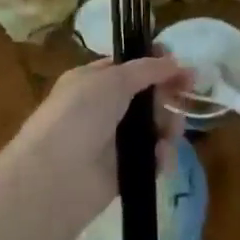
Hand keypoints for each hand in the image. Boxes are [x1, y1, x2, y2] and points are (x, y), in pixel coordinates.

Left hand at [5, 55, 192, 224]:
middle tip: (184, 95)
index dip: (157, 64)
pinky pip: (153, 157)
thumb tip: (174, 62)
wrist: (55, 177)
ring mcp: (114, 141)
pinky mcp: (125, 170)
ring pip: (155, 127)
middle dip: (168, 95)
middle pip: (148, 96)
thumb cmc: (79, 116)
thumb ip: (147, 69)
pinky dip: (161, 155)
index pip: (131, 67)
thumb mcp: (112, 80)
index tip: (181, 66)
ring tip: (170, 132)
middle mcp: (104, 108)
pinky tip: (160, 156)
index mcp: (93, 81)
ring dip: (169, 126)